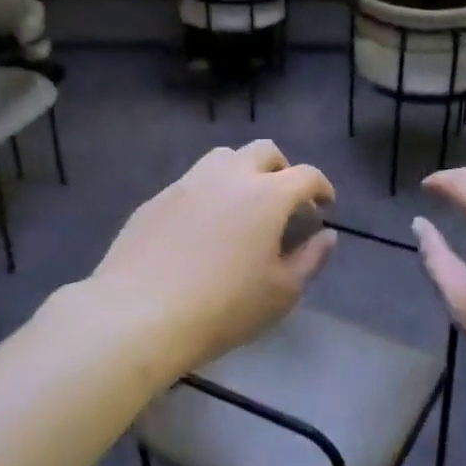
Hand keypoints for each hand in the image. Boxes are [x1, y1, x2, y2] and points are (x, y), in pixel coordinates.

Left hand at [93, 141, 336, 373]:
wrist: (139, 314)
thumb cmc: (224, 307)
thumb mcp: (282, 292)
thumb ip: (312, 258)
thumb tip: (326, 235)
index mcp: (267, 195)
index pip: (306, 175)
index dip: (322, 187)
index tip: (325, 206)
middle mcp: (228, 176)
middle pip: (264, 151)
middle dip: (283, 169)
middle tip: (285, 200)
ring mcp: (187, 183)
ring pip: (223, 158)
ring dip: (243, 172)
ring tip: (243, 205)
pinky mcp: (156, 199)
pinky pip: (191, 182)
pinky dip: (209, 192)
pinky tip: (203, 227)